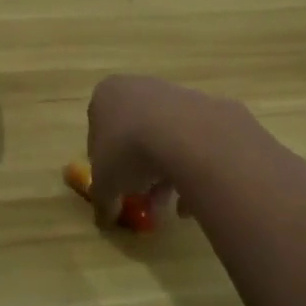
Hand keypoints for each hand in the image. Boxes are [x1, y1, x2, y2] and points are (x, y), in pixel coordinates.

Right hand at [85, 75, 222, 228]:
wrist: (187, 135)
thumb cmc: (129, 150)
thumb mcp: (104, 184)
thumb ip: (102, 201)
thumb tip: (104, 220)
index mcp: (106, 95)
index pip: (99, 131)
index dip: (106, 165)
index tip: (117, 189)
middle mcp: (137, 86)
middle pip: (134, 134)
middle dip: (140, 171)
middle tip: (147, 200)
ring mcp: (174, 93)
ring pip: (166, 138)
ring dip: (167, 173)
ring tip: (174, 207)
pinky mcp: (206, 105)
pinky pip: (194, 142)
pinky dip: (193, 169)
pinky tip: (195, 199)